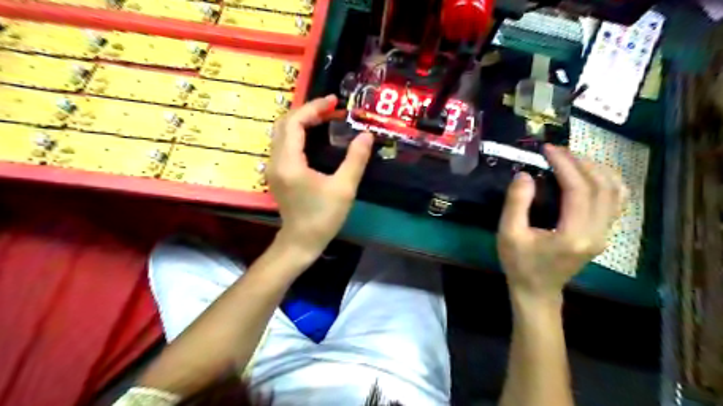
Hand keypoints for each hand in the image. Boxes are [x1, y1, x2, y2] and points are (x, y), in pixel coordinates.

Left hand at [268, 95, 374, 255]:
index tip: (334, 102)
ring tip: (325, 118)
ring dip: (301, 120)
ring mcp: (273, 167)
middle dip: (307, 111)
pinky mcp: (277, 173)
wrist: (301, 241)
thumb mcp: (344, 188)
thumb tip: (366, 135)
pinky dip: (298, 133)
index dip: (314, 108)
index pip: (295, 123)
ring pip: (281, 132)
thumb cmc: (323, 217)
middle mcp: (275, 160)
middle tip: (331, 108)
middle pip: (284, 123)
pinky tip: (314, 136)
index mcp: (289, 162)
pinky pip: (283, 143)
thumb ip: (355, 160)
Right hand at [498, 145, 627, 302]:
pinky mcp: (603, 234)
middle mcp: (597, 233)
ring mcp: (604, 234)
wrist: (537, 291)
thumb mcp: (508, 234)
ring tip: (571, 158)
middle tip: (556, 151)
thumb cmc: (520, 264)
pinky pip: (615, 201)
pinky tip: (589, 174)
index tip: (548, 149)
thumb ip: (516, 204)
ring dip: (596, 169)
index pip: (579, 189)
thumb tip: (524, 174)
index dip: (565, 164)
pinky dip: (606, 181)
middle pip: (602, 186)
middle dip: (580, 162)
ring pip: (615, 191)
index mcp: (574, 234)